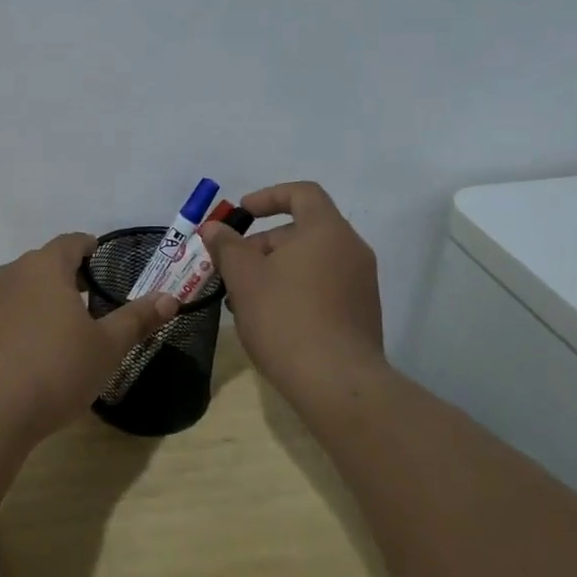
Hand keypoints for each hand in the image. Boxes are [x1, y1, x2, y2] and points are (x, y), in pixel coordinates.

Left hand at [0, 233, 177, 441]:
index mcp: (45, 267)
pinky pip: (6, 313)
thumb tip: (170, 298)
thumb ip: (137, 319)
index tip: (101, 258)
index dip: (89, 247)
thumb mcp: (107, 347)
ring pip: (23, 288)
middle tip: (91, 296)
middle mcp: (12, 274)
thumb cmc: (55, 370)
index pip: (71, 242)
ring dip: (44, 298)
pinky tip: (35, 350)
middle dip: (68, 275)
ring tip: (65, 325)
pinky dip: (23, 320)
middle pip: (44, 263)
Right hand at [199, 182, 384, 398]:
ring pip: (310, 262)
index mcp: (327, 231)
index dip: (268, 196)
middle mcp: (351, 250)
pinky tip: (270, 320)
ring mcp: (361, 283)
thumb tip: (214, 228)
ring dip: (275, 272)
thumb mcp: (244, 278)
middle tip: (232, 271)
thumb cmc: (285, 318)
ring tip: (244, 301)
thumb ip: (227, 246)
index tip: (241, 213)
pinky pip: (324, 286)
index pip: (301, 193)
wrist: (337, 383)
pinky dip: (295, 291)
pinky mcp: (362, 313)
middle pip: (302, 231)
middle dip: (262, 245)